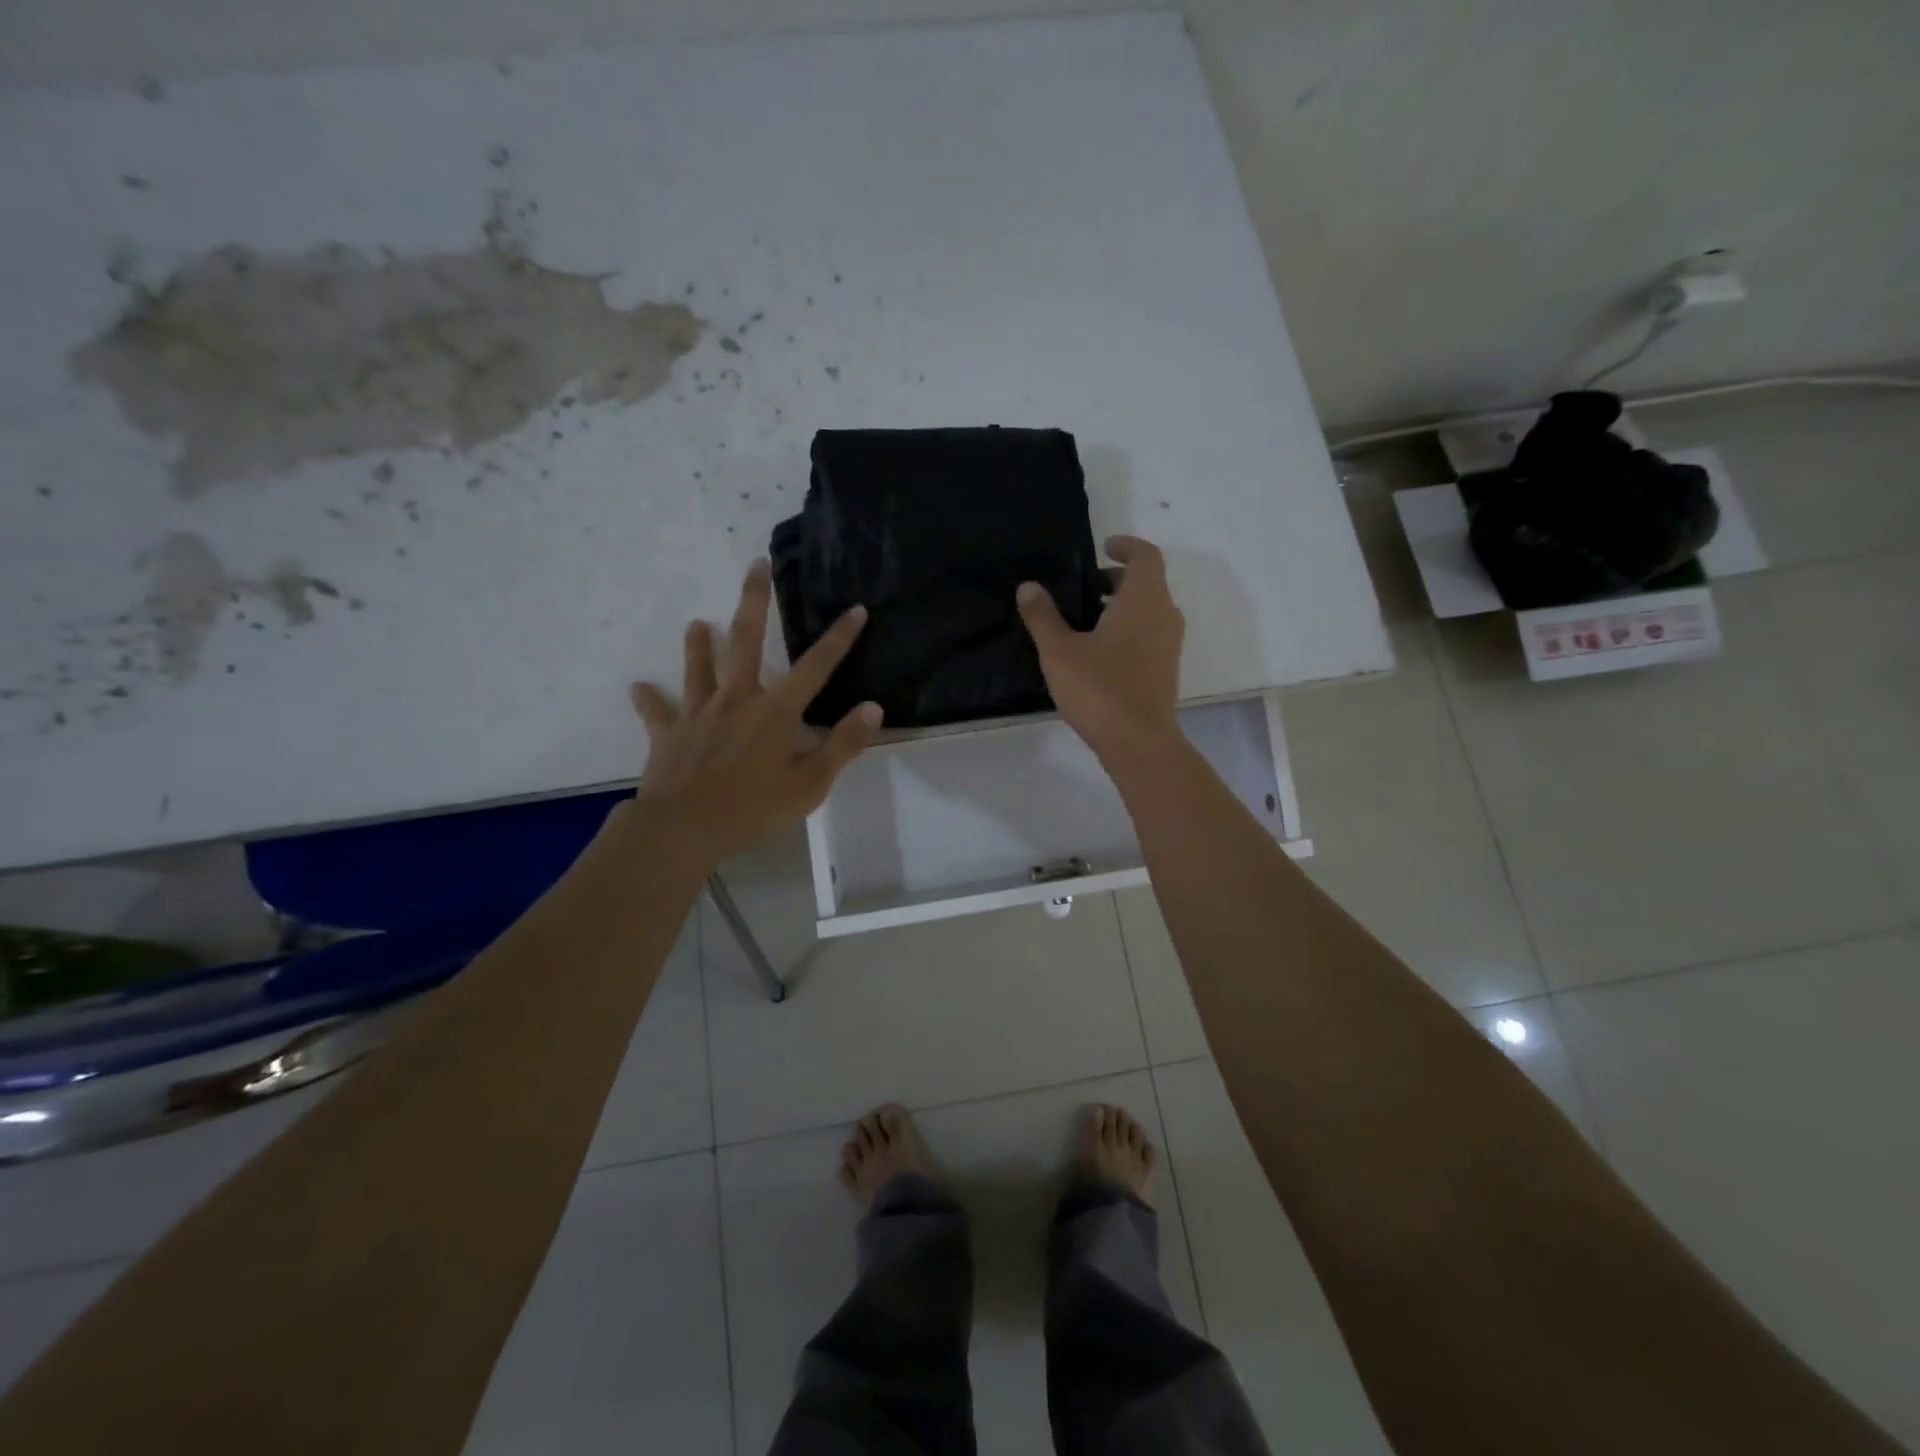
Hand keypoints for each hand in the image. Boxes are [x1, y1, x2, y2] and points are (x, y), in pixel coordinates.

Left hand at [629, 559, 881, 858]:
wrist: (684, 828)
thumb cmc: (753, 808)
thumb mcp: (810, 784)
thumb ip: (842, 744)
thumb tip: (873, 708)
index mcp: (776, 711)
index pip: (816, 666)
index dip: (839, 638)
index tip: (856, 609)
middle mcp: (737, 698)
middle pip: (746, 640)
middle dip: (754, 600)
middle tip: (757, 564)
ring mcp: (699, 712)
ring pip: (698, 667)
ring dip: (699, 643)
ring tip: (698, 623)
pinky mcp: (669, 732)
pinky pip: (657, 711)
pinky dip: (649, 699)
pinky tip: (639, 687)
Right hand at [1016, 534, 1183, 765]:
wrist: (1138, 742)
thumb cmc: (1100, 688)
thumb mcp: (1059, 650)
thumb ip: (1043, 616)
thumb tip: (1028, 586)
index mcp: (1144, 599)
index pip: (1145, 556)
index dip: (1126, 546)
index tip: (1104, 547)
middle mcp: (1165, 615)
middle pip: (1146, 583)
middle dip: (1116, 580)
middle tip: (1082, 588)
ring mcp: (1169, 645)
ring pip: (1149, 611)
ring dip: (1121, 607)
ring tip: (1084, 621)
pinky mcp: (1166, 670)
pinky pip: (1149, 635)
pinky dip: (1128, 630)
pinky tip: (1097, 653)